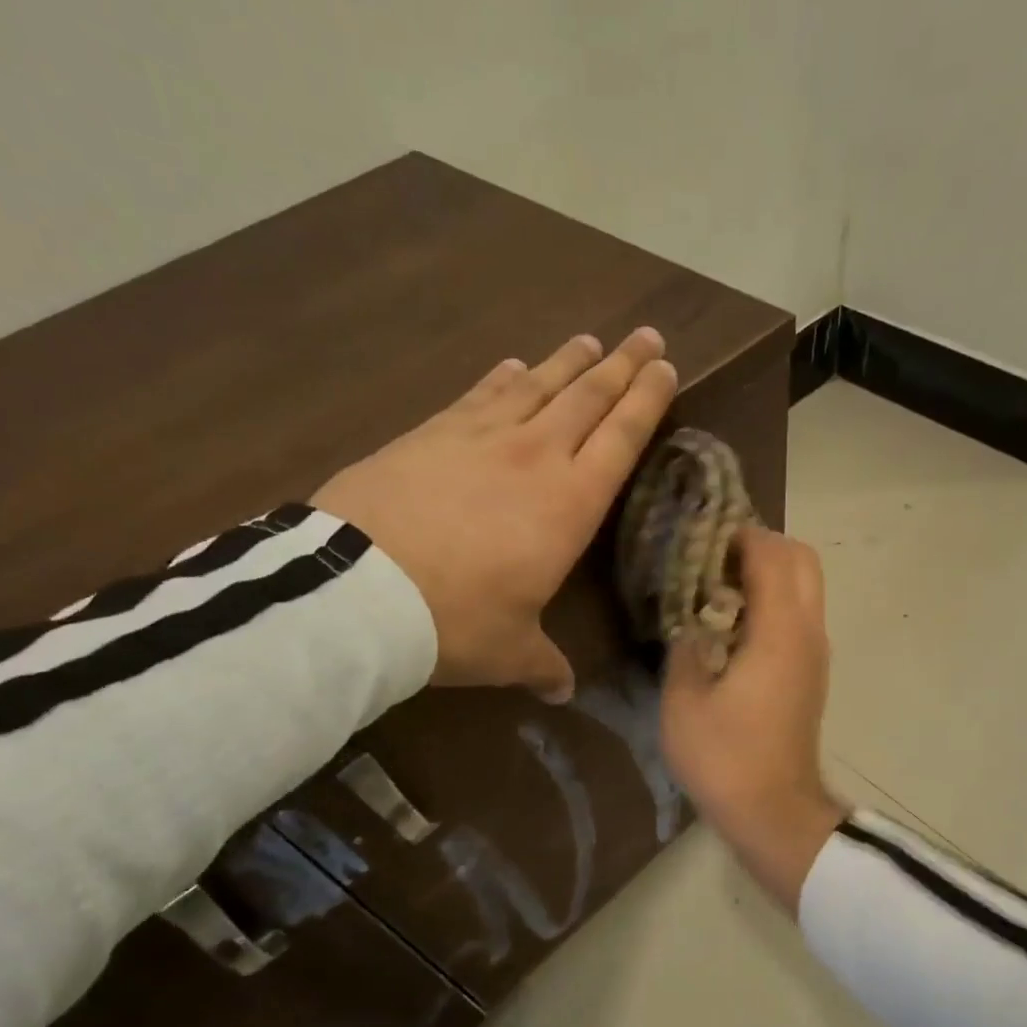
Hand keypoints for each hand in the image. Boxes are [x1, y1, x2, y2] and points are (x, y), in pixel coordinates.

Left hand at [312, 328, 676, 702]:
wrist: (360, 587)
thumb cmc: (455, 622)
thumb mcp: (508, 652)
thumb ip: (543, 665)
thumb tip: (561, 691)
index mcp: (569, 505)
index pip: (620, 439)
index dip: (646, 400)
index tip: (665, 366)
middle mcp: (534, 457)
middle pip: (588, 398)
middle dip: (621, 366)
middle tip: (645, 335)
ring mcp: (480, 437)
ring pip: (537, 385)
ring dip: (567, 362)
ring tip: (589, 341)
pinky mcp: (431, 432)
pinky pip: (480, 394)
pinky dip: (502, 377)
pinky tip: (512, 365)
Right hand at [661, 527, 847, 912]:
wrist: (774, 811)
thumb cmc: (725, 757)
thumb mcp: (684, 699)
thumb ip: (686, 645)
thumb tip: (692, 620)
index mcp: (780, 631)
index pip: (771, 554)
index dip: (737, 534)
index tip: (699, 535)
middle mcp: (809, 632)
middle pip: (802, 559)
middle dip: (761, 546)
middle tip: (712, 557)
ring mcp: (816, 653)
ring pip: (805, 587)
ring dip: (769, 574)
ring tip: (717, 587)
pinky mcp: (812, 673)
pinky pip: (800, 615)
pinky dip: (774, 601)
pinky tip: (732, 624)